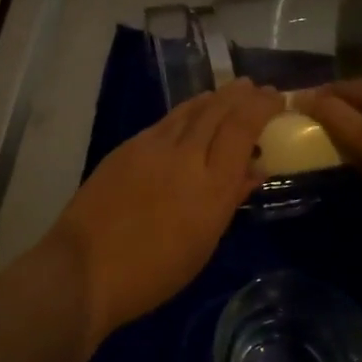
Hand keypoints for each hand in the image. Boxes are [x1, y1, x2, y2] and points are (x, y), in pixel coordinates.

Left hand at [43, 80, 282, 342]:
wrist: (85, 267)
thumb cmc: (153, 273)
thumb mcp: (203, 244)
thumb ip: (229, 199)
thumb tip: (252, 169)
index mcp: (211, 187)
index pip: (242, 128)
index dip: (261, 107)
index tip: (276, 98)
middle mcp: (185, 157)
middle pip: (218, 111)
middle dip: (242, 95)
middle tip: (258, 88)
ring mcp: (153, 147)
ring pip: (191, 109)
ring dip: (215, 97)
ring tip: (232, 91)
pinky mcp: (128, 146)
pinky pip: (167, 120)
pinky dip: (188, 111)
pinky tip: (193, 112)